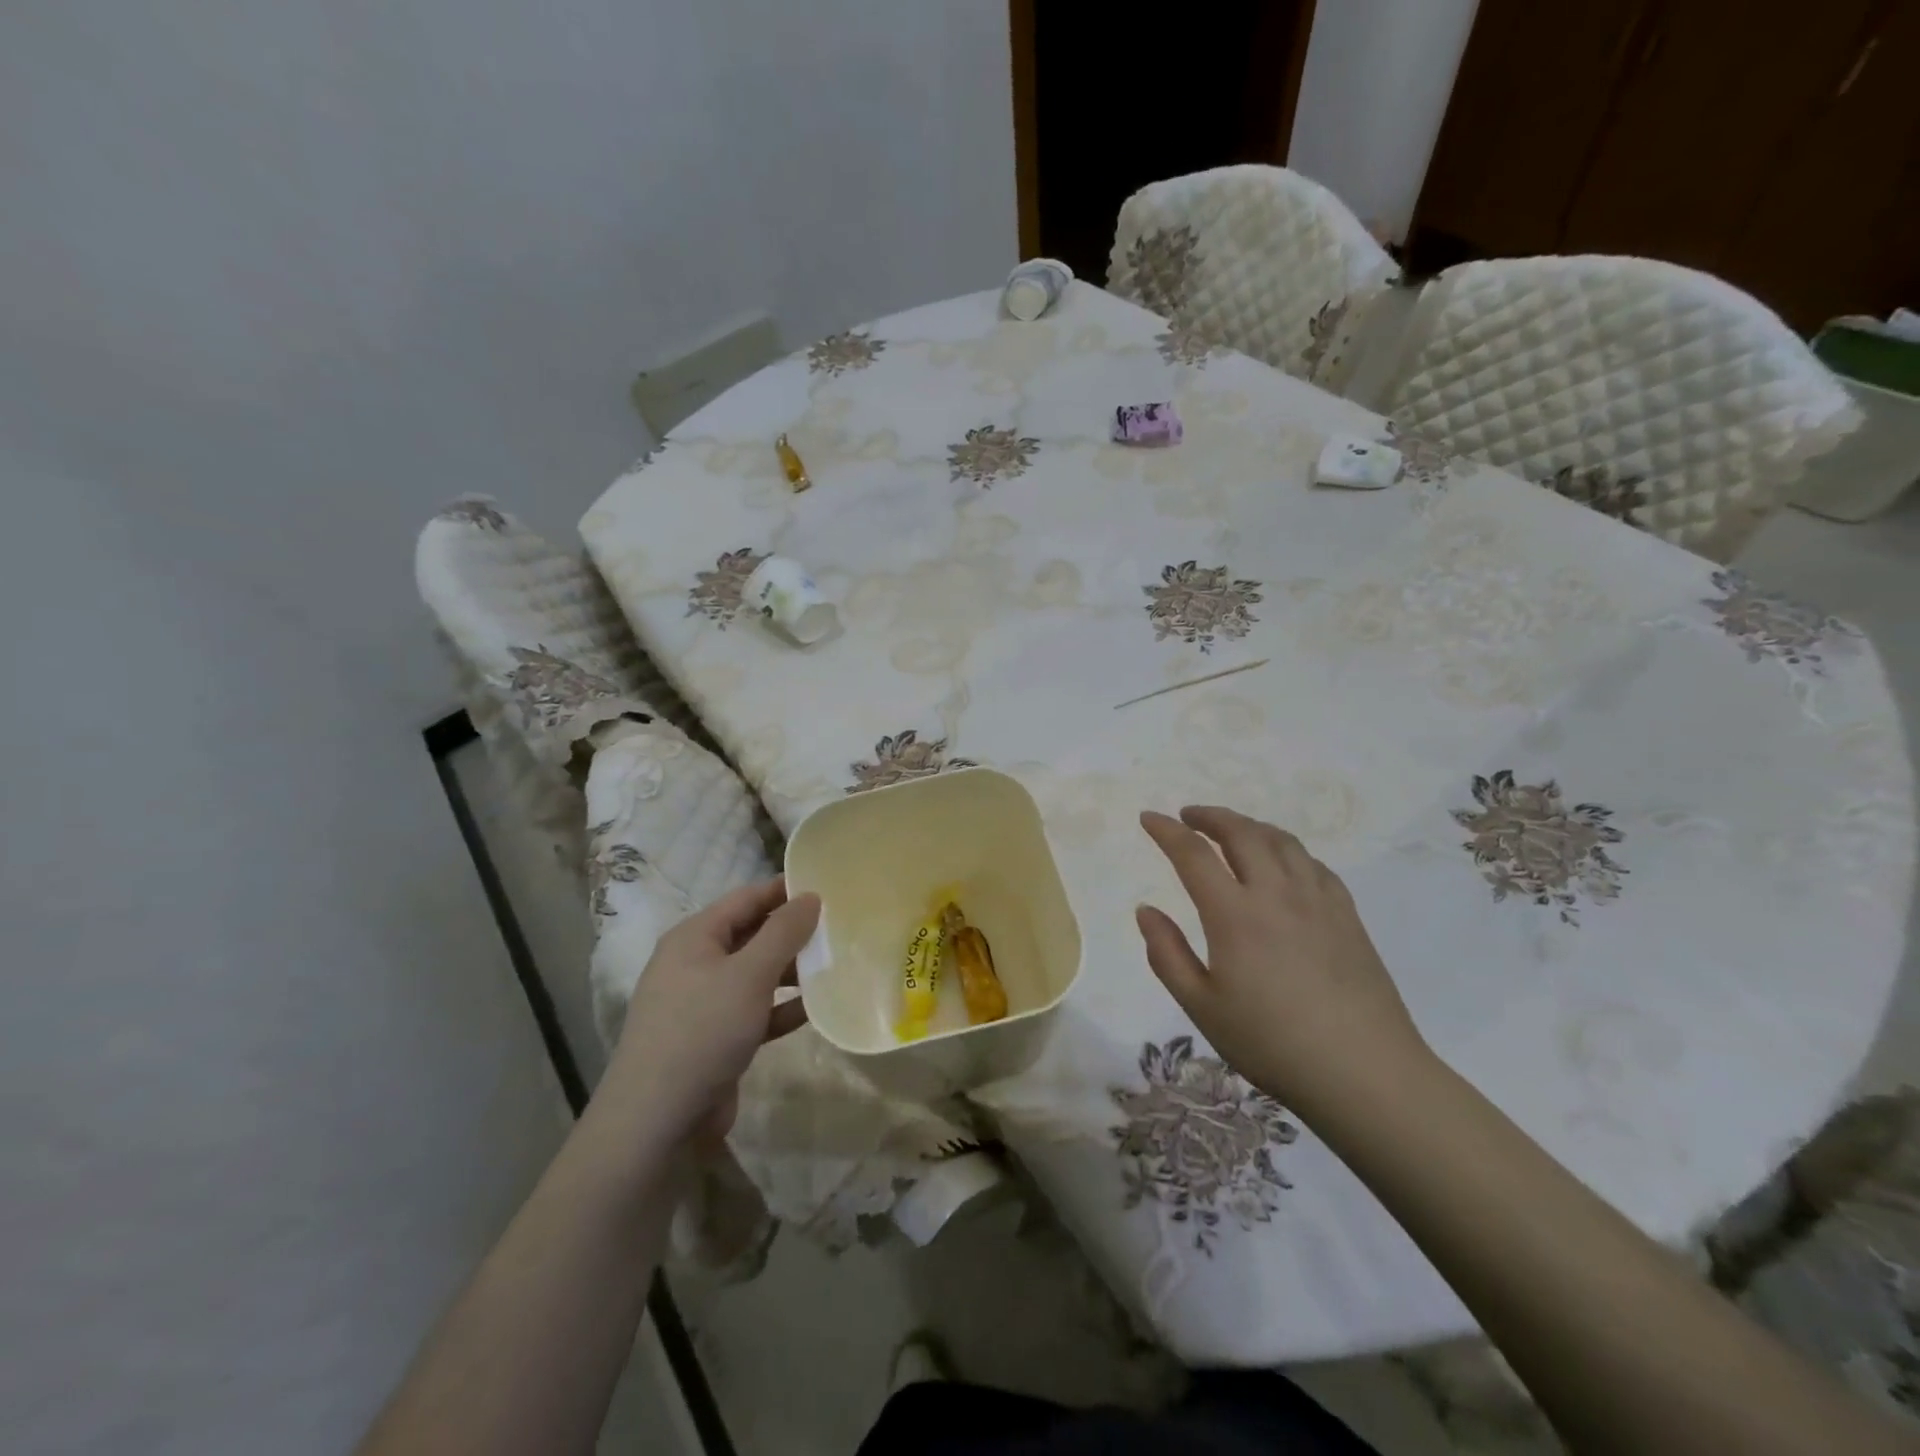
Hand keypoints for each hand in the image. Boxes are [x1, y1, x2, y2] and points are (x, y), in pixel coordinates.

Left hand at [603, 878, 818, 1147]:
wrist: (656, 1120)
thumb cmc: (703, 1030)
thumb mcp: (749, 975)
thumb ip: (783, 932)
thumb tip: (810, 896)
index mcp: (695, 937)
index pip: (747, 898)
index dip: (785, 891)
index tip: (828, 888)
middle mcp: (696, 963)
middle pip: (752, 934)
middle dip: (793, 932)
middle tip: (839, 928)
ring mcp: (704, 1002)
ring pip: (756, 974)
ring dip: (792, 970)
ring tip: (836, 965)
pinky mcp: (715, 1038)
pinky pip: (756, 1010)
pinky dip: (782, 1007)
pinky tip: (816, 1008)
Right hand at [1136, 806, 1428, 1115]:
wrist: (1364, 1072)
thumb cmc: (1271, 1043)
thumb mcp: (1201, 1007)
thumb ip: (1166, 954)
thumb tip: (1145, 910)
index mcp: (1234, 914)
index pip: (1193, 854)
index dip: (1166, 831)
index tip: (1148, 818)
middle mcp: (1275, 893)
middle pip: (1241, 832)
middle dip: (1210, 816)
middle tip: (1188, 816)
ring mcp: (1317, 900)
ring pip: (1281, 841)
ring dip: (1249, 826)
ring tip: (1231, 831)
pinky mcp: (1347, 915)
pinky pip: (1313, 863)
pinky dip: (1286, 850)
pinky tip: (1282, 864)